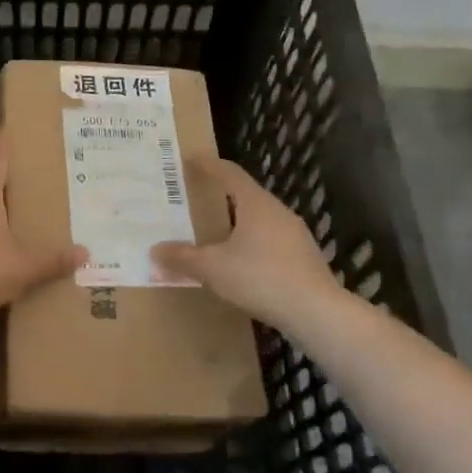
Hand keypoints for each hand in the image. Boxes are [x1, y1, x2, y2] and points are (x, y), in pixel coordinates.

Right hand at [152, 158, 345, 336]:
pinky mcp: (302, 258)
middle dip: (221, 194)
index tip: (190, 159)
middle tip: (197, 197)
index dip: (208, 165)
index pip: (230, 173)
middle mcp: (278, 212)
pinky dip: (251, 242)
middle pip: (246, 194)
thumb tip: (155, 250)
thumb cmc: (261, 278)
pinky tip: (240, 262)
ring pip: (259, 219)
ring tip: (215, 231)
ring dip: (237, 221)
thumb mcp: (213, 268)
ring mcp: (294, 235)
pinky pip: (270, 240)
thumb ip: (183, 257)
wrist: (316, 313)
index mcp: (256, 204)